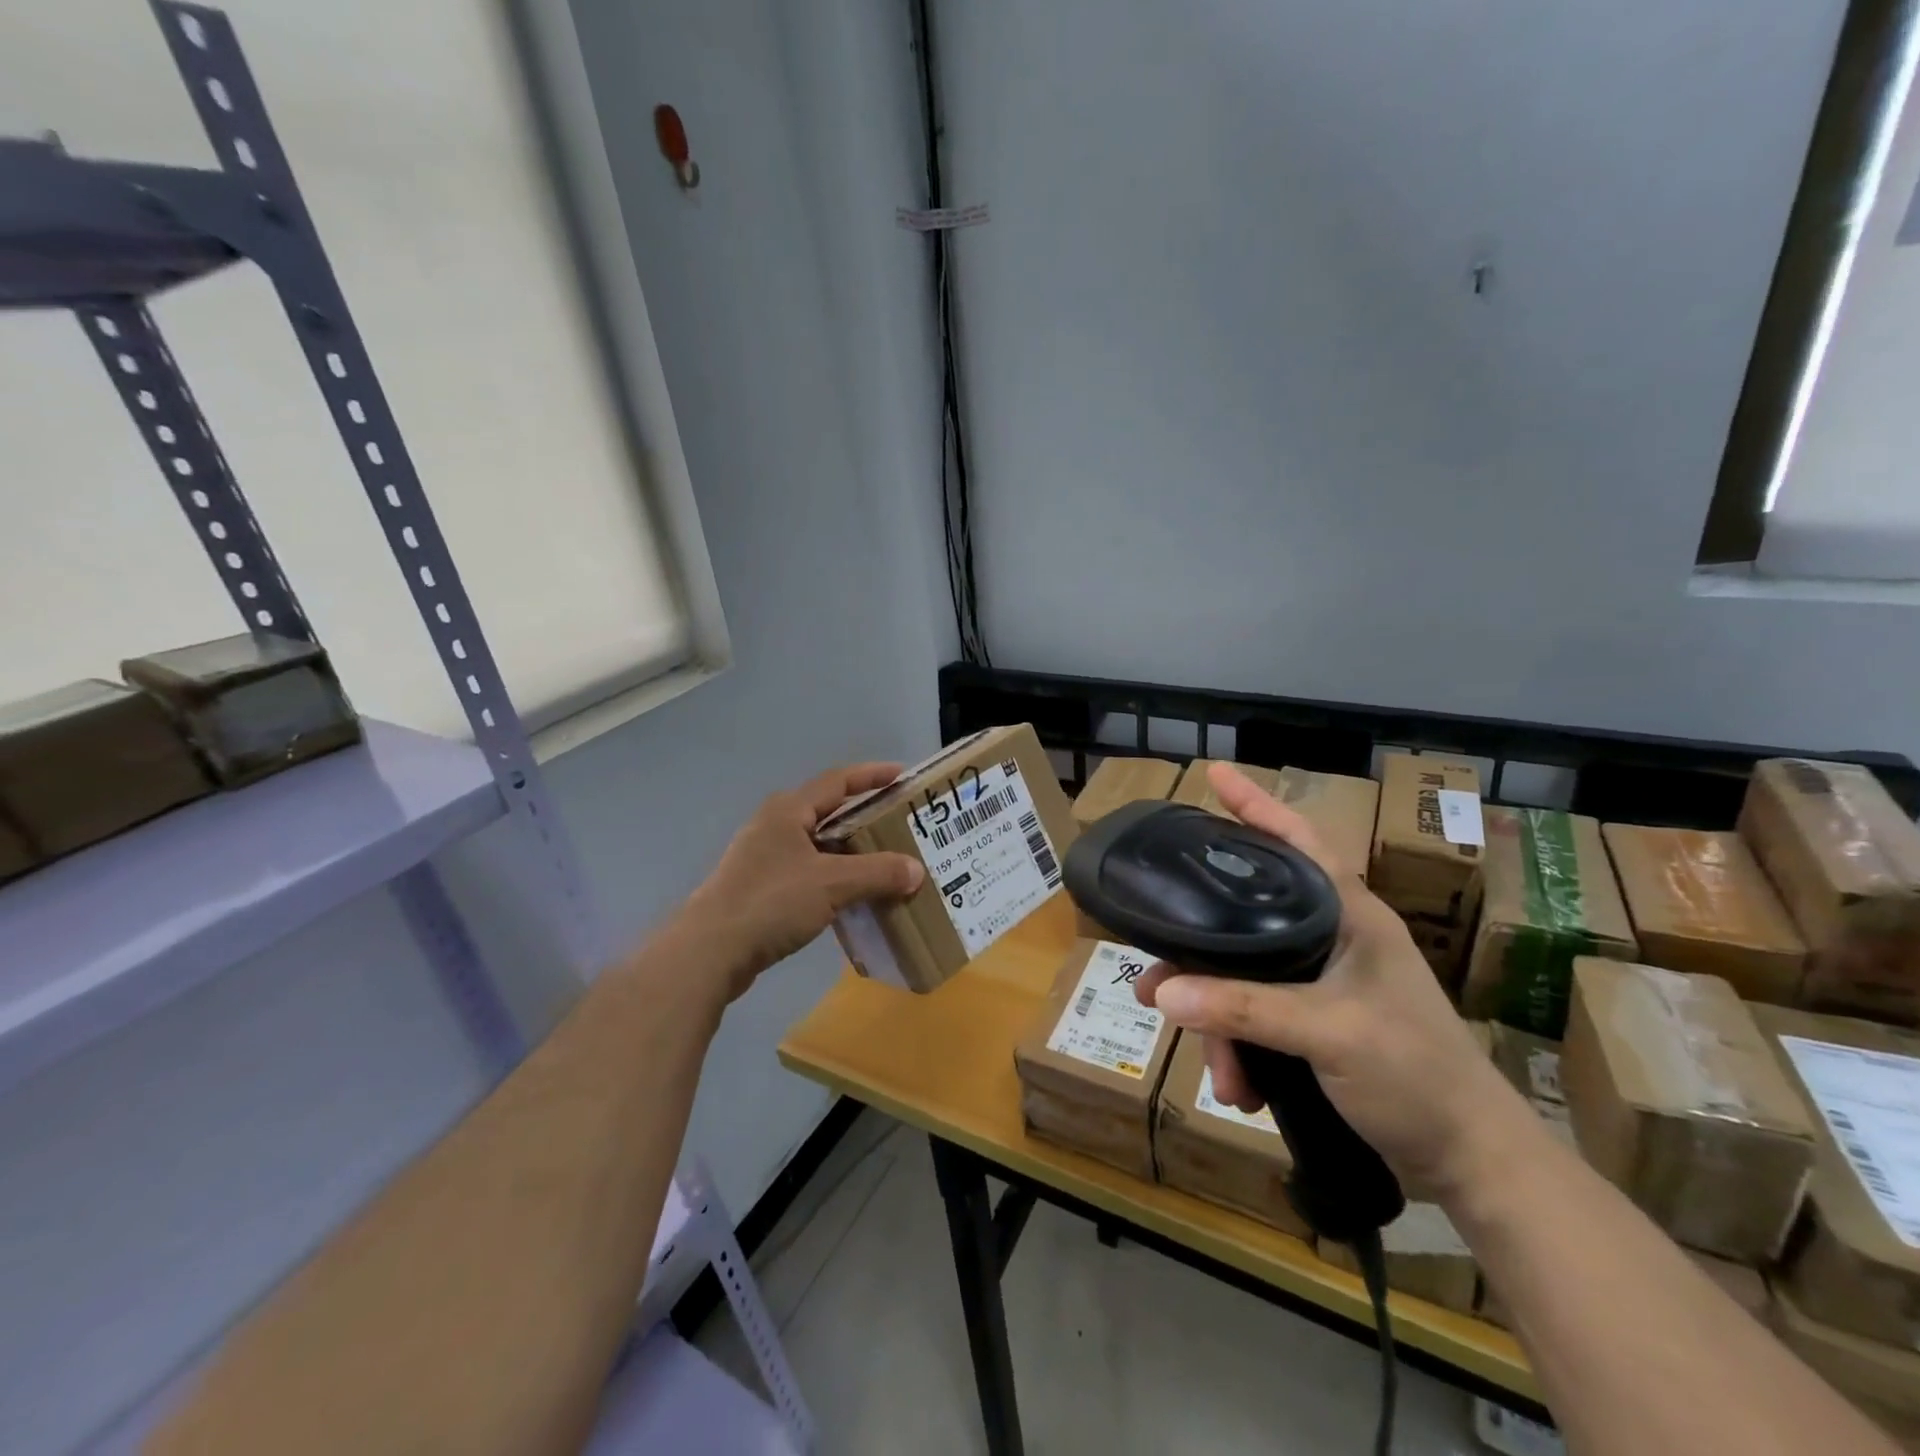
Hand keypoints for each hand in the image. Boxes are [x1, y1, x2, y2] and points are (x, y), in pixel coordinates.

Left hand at [673, 764, 925, 1003]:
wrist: (710, 952)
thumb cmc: (771, 902)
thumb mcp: (832, 884)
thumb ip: (878, 873)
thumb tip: (916, 870)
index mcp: (788, 810)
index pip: (837, 781)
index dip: (871, 776)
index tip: (902, 776)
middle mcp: (774, 826)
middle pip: (828, 812)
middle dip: (864, 817)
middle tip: (899, 824)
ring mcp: (763, 858)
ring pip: (818, 845)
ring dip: (850, 851)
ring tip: (884, 862)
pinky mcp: (760, 889)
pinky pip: (808, 872)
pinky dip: (834, 877)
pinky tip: (853, 896)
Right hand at [1135, 762, 1525, 1200]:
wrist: (1472, 1162)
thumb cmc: (1416, 1075)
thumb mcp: (1328, 1033)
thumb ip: (1244, 1007)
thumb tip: (1161, 990)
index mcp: (1349, 915)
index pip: (1297, 840)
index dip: (1256, 804)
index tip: (1214, 773)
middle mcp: (1332, 936)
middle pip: (1246, 921)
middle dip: (1200, 961)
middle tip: (1152, 983)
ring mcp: (1324, 980)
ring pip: (1244, 977)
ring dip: (1221, 1025)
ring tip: (1218, 1073)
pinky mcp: (1317, 1019)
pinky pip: (1256, 1015)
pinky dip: (1241, 1047)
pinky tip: (1241, 1087)